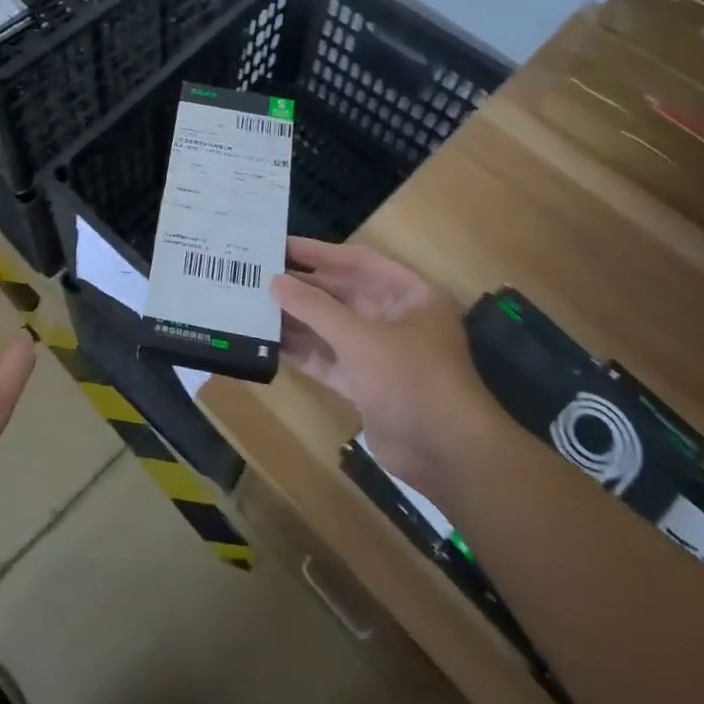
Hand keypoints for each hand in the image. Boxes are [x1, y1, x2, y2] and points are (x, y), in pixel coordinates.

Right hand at [273, 237, 489, 486]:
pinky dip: (305, 350)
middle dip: (304, 287)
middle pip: (344, 294)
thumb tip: (274, 282)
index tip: (280, 245)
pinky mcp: (368, 384)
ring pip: (333, 327)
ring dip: (299, 319)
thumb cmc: (411, 379)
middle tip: (259, 275)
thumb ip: (314, 308)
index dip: (319, 252)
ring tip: (255, 305)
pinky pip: (331, 359)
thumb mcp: (360, 338)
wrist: (448, 457)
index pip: (359, 261)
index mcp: (411, 295)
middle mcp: (397, 318)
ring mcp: (382, 353)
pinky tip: (270, 341)